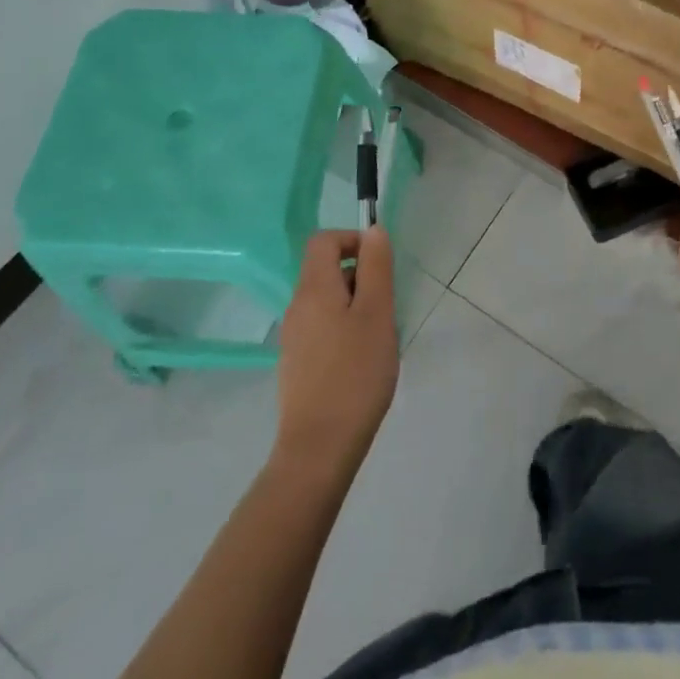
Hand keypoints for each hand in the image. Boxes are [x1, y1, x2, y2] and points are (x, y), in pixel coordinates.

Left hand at [274, 227, 398, 478]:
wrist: (319, 447)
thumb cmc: (355, 373)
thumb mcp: (377, 313)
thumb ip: (375, 267)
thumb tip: (372, 231)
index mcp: (313, 289)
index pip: (323, 240)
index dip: (352, 240)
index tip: (379, 263)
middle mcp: (296, 307)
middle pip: (325, 270)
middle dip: (360, 276)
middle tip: (386, 306)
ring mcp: (293, 337)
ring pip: (327, 300)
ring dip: (355, 304)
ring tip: (378, 336)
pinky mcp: (297, 363)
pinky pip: (322, 327)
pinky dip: (344, 328)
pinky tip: (362, 360)